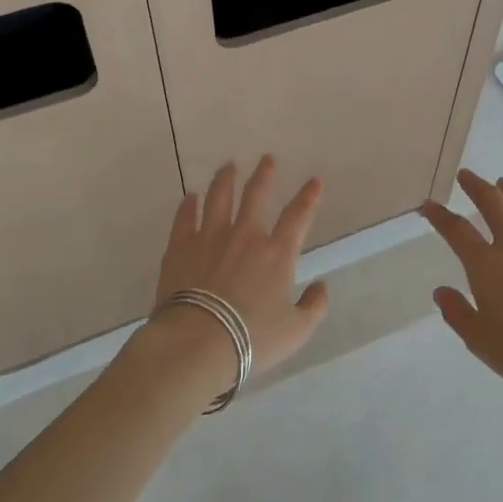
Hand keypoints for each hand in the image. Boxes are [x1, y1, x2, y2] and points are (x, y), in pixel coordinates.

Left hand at [130, 156, 329, 394]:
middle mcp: (245, 236)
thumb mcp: (296, 331)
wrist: (197, 342)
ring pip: (218, 198)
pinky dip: (188, 205)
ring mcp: (210, 237)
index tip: (314, 180)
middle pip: (255, 195)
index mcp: (276, 254)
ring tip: (228, 166)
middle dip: (264, 174)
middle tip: (266, 159)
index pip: (298, 216)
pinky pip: (185, 218)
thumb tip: (322, 287)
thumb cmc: (252, 339)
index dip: (309, 197)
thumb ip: (314, 306)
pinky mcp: (180, 247)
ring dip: (225, 180)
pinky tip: (190, 196)